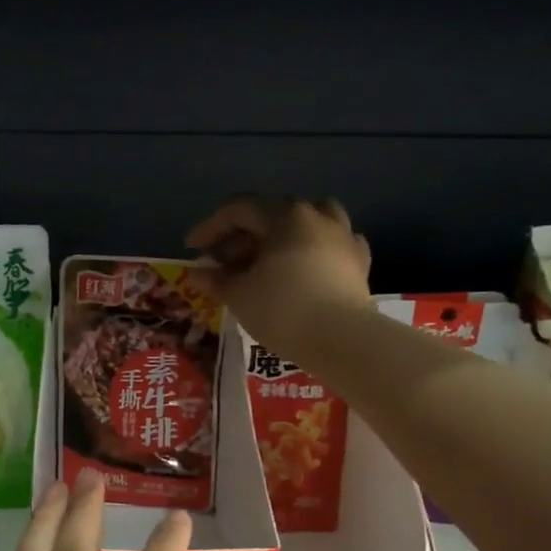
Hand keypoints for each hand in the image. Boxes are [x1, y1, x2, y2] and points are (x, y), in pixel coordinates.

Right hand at [185, 196, 373, 363]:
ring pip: (307, 223)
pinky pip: (331, 246)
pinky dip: (313, 251)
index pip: (238, 210)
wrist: (342, 340)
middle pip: (271, 215)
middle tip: (222, 263)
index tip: (192, 250)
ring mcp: (343, 237)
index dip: (210, 228)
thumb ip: (216, 279)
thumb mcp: (239, 294)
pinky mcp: (359, 263)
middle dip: (241, 237)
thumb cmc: (282, 310)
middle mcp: (316, 216)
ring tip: (266, 259)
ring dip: (281, 236)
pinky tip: (305, 267)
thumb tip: (198, 273)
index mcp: (285, 215)